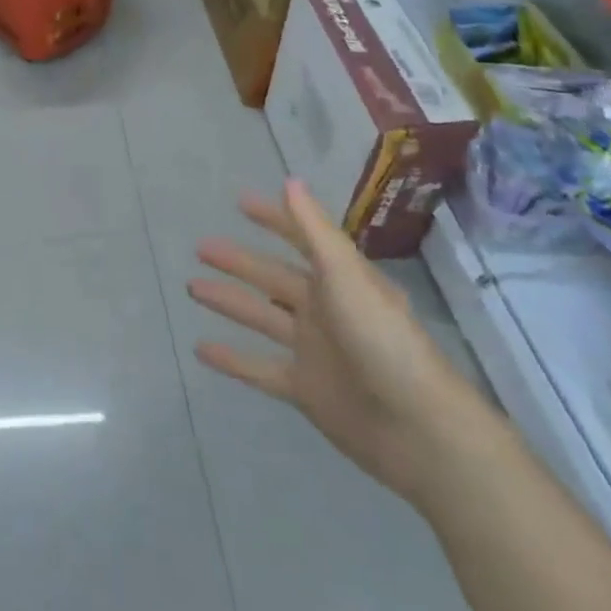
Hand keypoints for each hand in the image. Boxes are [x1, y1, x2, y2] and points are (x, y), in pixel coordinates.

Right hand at [188, 180, 501, 509]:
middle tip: (201, 247)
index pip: (301, 240)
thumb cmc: (383, 340)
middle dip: (239, 262)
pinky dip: (231, 360)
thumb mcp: (347, 276)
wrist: (418, 430)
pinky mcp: (304, 389)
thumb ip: (314, 231)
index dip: (274, 219)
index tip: (240, 202)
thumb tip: (290, 180)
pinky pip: (258, 368)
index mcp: (339, 280)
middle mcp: (324, 310)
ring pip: (261, 318)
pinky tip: (200, 349)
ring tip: (192, 288)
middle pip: (272, 279)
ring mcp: (312, 350)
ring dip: (229, 302)